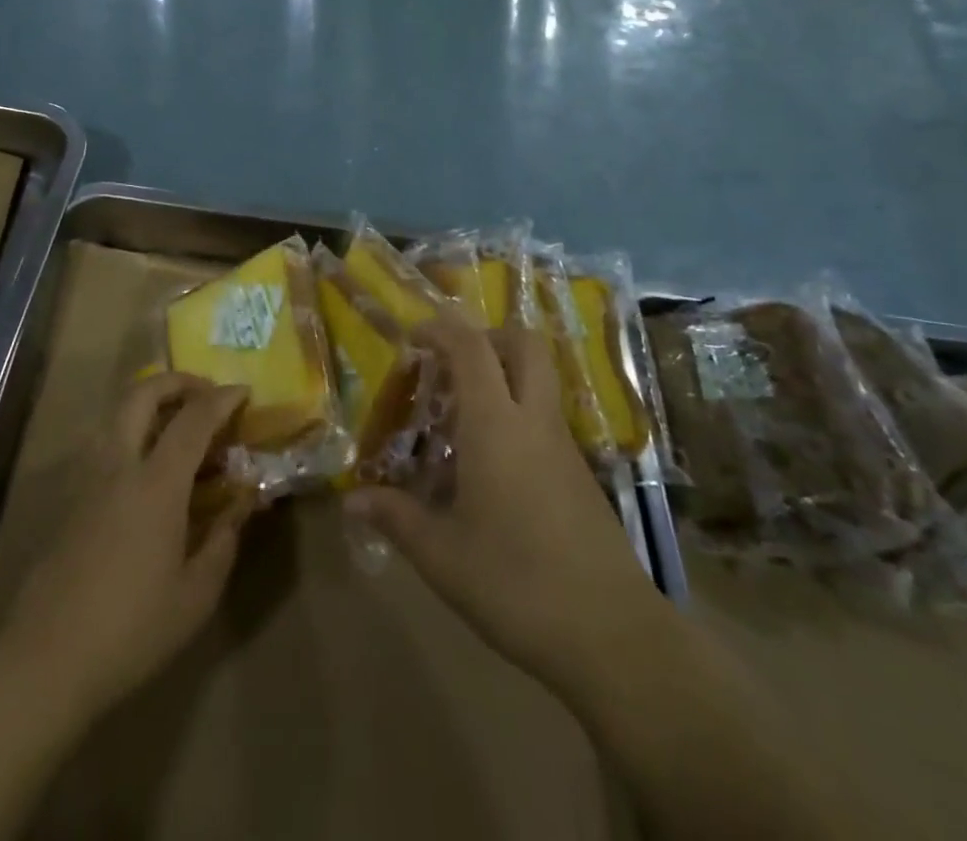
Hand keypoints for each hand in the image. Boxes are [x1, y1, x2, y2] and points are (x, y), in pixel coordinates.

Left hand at [0, 373, 252, 719]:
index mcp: (155, 483)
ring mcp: (87, 478)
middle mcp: (119, 465)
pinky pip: (104, 442)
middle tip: (204, 393)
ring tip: (177, 424)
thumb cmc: (131, 629)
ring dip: (149, 402)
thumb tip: (244, 502)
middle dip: (177, 381)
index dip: (221, 398)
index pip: (193, 419)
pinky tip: (146, 467)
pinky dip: (131, 431)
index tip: (244, 391)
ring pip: (116, 413)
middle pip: (142, 394)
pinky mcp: (70, 498)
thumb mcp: (196, 595)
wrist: (46, 660)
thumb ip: (224, 539)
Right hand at [348, 316, 662, 694]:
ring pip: (538, 380)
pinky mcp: (580, 474)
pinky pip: (544, 419)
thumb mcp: (441, 556)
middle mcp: (534, 421)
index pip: (471, 347)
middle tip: (450, 364)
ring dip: (501, 377)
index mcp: (496, 425)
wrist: (613, 636)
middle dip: (485, 337)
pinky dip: (515, 415)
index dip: (440, 330)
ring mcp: (564, 446)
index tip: (412, 339)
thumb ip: (396, 518)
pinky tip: (489, 468)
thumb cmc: (516, 584)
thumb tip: (352, 501)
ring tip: (459, 420)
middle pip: (522, 344)